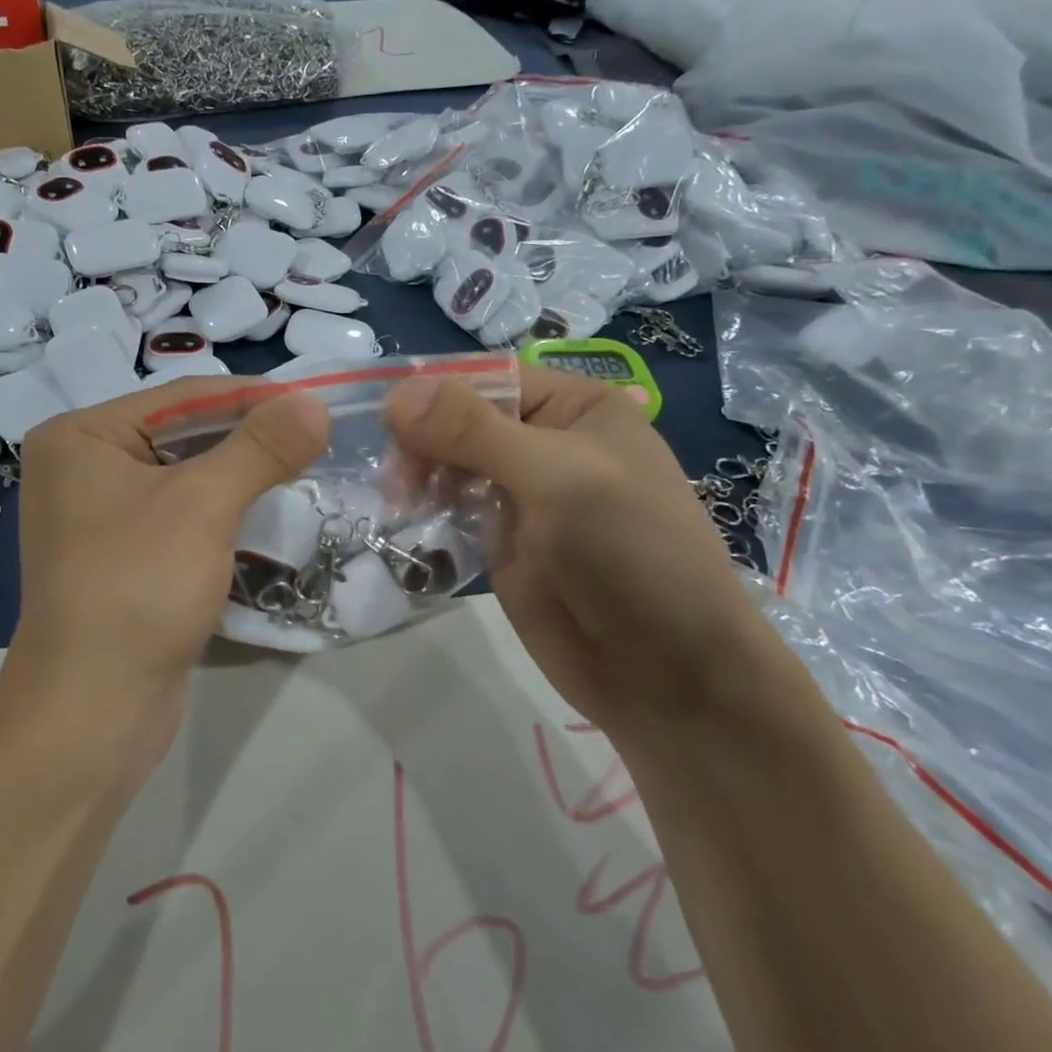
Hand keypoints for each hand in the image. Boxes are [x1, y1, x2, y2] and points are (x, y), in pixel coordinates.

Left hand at [0, 379, 328, 782]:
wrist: (92, 712)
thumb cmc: (138, 587)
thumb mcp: (203, 504)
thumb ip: (260, 447)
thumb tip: (314, 402)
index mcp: (81, 437)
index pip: (180, 397)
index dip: (252, 396)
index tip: (315, 402)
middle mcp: (82, 469)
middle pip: (182, 436)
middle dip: (249, 441)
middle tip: (316, 440)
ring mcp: (100, 518)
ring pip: (186, 480)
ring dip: (242, 480)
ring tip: (303, 473)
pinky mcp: (123, 560)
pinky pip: (181, 520)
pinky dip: (223, 517)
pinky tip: (268, 517)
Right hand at [384, 366, 802, 738]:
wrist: (666, 672)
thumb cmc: (628, 554)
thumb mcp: (556, 478)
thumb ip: (475, 432)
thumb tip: (396, 393)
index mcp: (576, 409)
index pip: (488, 379)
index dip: (435, 393)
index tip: (386, 422)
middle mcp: (547, 443)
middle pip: (462, 420)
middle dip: (423, 440)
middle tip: (395, 480)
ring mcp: (522, 494)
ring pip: (450, 463)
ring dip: (418, 474)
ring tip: (397, 502)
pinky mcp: (502, 540)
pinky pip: (452, 508)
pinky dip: (425, 508)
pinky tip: (406, 520)